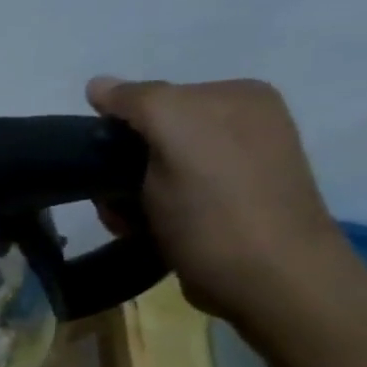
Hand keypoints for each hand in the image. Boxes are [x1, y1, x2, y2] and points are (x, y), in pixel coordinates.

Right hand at [87, 77, 355, 324]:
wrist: (268, 282)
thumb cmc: (217, 206)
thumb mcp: (175, 134)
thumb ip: (138, 100)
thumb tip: (98, 85)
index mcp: (236, 96)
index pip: (150, 99)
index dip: (117, 131)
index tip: (106, 165)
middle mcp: (242, 125)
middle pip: (147, 137)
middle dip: (119, 170)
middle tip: (118, 203)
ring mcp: (236, 168)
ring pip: (149, 172)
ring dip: (127, 198)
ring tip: (133, 224)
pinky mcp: (227, 207)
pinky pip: (167, 198)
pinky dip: (148, 215)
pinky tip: (149, 233)